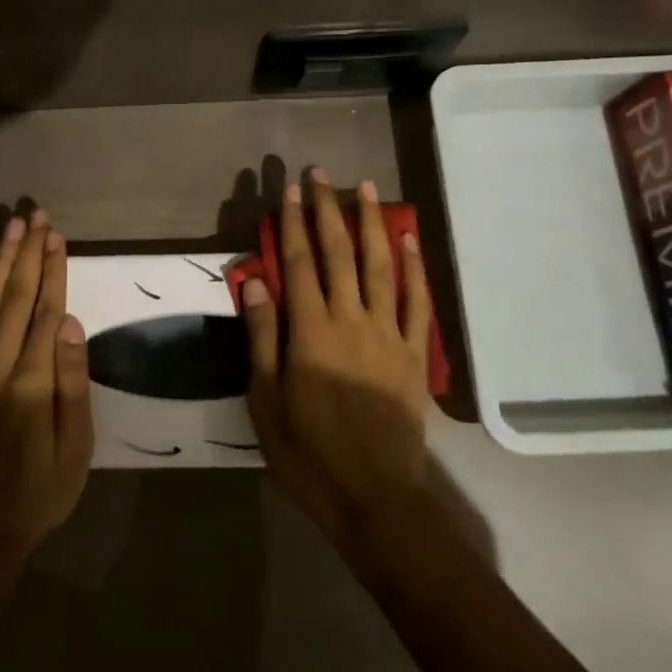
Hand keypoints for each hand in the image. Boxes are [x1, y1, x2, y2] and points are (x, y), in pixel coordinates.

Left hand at [0, 208, 93, 566]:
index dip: (51, 271)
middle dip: (26, 253)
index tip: (57, 235)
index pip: (42, 312)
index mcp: (27, 383)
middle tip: (36, 215)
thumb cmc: (42, 489)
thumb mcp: (74, 446)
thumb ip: (70, 382)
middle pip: (12, 297)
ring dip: (1, 260)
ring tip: (12, 227)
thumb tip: (69, 322)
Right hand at [240, 171, 433, 545]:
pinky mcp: (414, 354)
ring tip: (367, 189)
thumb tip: (253, 281)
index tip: (288, 190)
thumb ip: (262, 336)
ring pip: (381, 267)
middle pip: (339, 254)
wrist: (375, 497)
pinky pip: (418, 302)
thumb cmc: (308, 452)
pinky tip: (408, 240)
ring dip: (372, 224)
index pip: (298, 263)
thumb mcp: (265, 399)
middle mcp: (351, 321)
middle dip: (328, 210)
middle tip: (322, 174)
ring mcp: (389, 335)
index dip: (291, 223)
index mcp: (310, 331)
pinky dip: (414, 268)